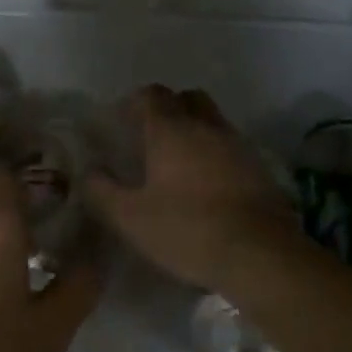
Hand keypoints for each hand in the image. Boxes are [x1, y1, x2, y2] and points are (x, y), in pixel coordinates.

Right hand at [86, 85, 297, 290]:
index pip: (151, 95)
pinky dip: (216, 154)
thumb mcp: (131, 219)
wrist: (262, 256)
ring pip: (213, 120)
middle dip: (169, 108)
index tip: (122, 123)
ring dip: (195, 130)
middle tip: (153, 136)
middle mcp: (206, 127)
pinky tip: (208, 185)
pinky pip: (231, 147)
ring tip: (180, 162)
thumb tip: (89, 171)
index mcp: (171, 130)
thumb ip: (102, 192)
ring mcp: (237, 145)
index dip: (134, 103)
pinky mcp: (260, 169)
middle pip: (187, 98)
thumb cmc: (188, 230)